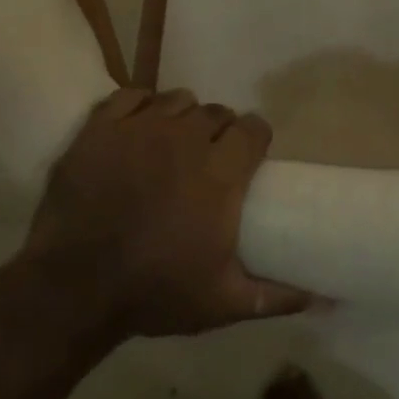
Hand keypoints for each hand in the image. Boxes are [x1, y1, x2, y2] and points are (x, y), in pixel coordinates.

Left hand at [25, 89, 312, 337]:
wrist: (71, 289)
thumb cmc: (154, 292)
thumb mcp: (223, 303)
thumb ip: (277, 295)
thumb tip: (326, 297)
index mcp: (221, 173)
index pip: (254, 127)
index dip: (254, 139)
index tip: (247, 157)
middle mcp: (186, 139)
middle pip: (216, 112)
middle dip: (218, 131)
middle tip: (206, 160)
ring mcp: (140, 128)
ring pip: (176, 100)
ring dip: (180, 118)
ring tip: (169, 144)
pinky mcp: (101, 127)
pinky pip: (131, 95)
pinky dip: (138, 107)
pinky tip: (135, 130)